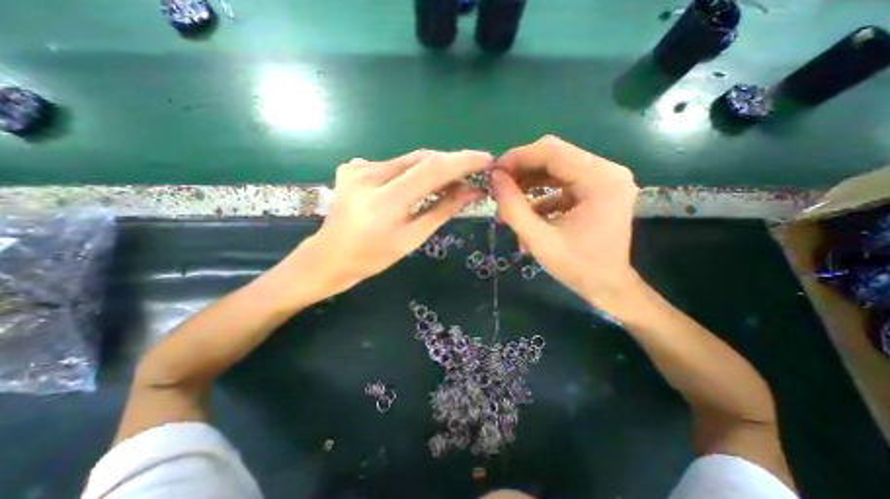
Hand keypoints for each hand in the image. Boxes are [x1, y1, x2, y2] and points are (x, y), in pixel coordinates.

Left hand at [296, 148, 488, 295]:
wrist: (330, 256)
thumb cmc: (373, 257)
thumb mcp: (412, 238)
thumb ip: (442, 210)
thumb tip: (472, 191)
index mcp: (384, 203)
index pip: (431, 170)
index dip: (462, 161)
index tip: (485, 159)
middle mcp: (368, 176)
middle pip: (421, 159)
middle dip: (450, 164)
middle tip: (470, 175)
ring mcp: (357, 168)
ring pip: (408, 160)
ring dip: (431, 169)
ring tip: (446, 183)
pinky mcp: (352, 166)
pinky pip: (392, 164)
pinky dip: (410, 172)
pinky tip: (410, 188)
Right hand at [485, 134, 640, 304]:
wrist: (608, 286)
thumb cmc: (577, 268)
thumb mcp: (538, 240)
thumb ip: (513, 208)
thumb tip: (494, 178)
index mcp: (600, 180)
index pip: (552, 151)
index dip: (517, 158)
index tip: (494, 174)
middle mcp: (607, 171)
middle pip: (554, 156)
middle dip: (521, 171)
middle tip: (499, 189)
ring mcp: (604, 179)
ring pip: (555, 168)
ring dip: (528, 183)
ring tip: (509, 204)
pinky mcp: (597, 189)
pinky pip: (561, 182)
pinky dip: (541, 194)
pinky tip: (528, 213)